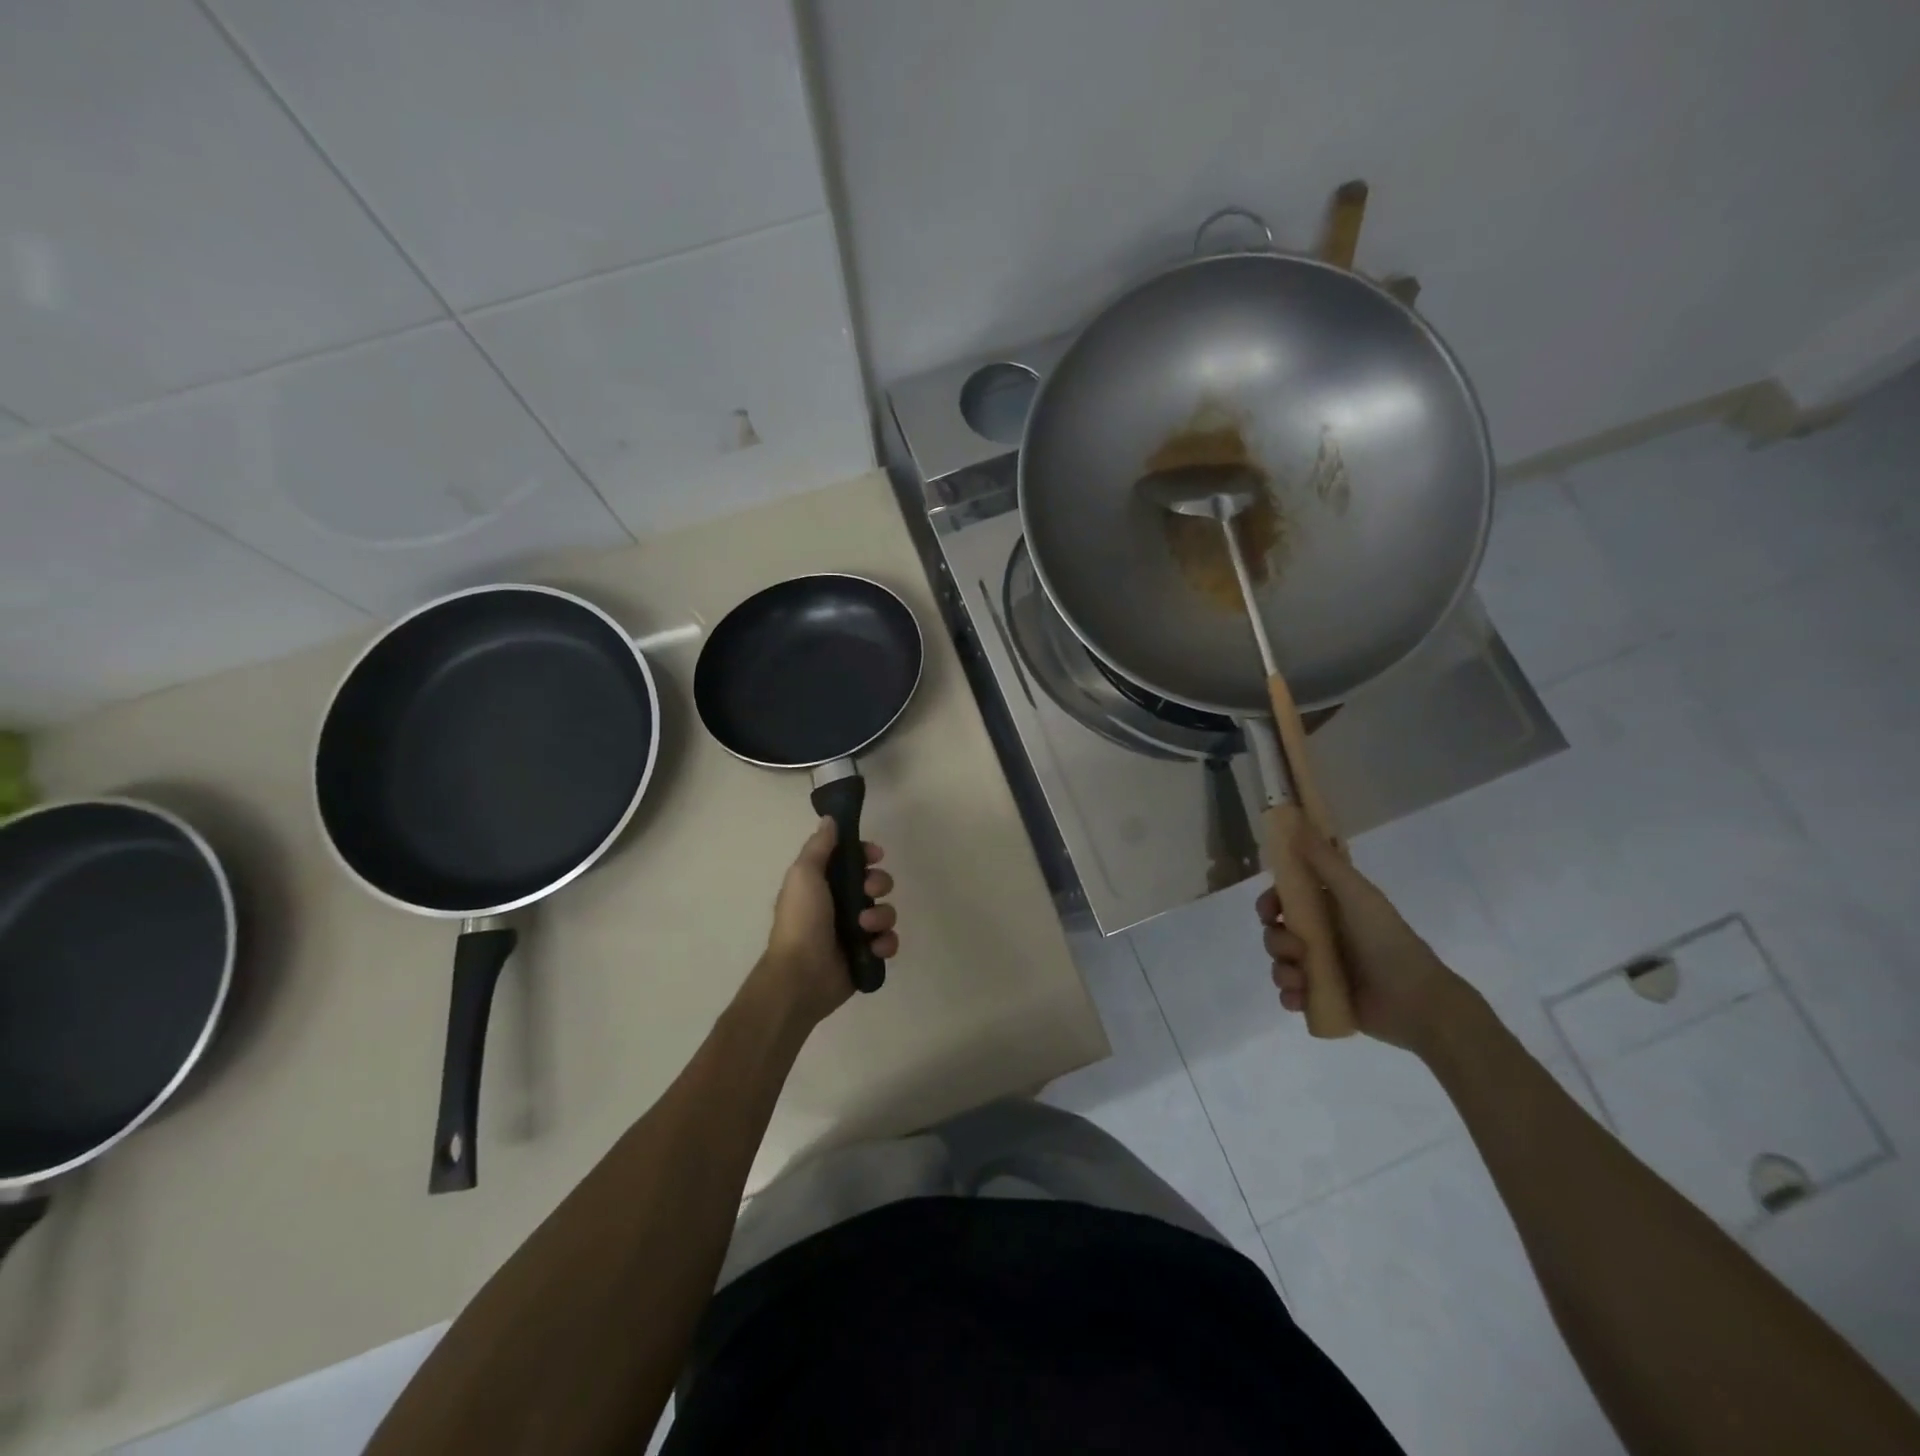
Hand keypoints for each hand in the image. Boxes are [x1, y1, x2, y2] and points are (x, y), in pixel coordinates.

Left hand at [753, 817, 898, 1028]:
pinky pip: (889, 942)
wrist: (801, 976)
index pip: (853, 860)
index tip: (875, 855)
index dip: (867, 855)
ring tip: (865, 928)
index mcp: (823, 884)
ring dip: (882, 916)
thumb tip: (830, 819)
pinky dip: (886, 943)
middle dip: (879, 884)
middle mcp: (841, 905)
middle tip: (869, 892)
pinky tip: (874, 947)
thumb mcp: (804, 875)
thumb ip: (819, 846)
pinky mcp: (867, 955)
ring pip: (886, 912)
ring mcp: (855, 932)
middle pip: (875, 883)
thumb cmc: (801, 921)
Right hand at [1257, 828, 1478, 1055]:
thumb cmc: (1386, 940)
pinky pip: (1290, 995)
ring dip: (1283, 971)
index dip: (1270, 903)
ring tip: (1303, 980)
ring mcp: (1321, 969)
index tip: (1270, 911)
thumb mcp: (1356, 894)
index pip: (1285, 900)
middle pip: (1276, 932)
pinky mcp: (1322, 999)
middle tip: (1296, 950)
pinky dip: (1290, 996)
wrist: (1417, 1000)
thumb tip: (1295, 822)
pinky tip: (1301, 998)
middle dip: (1276, 941)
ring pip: (1279, 964)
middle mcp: (1321, 937)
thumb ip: (1324, 861)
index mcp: (1329, 909)